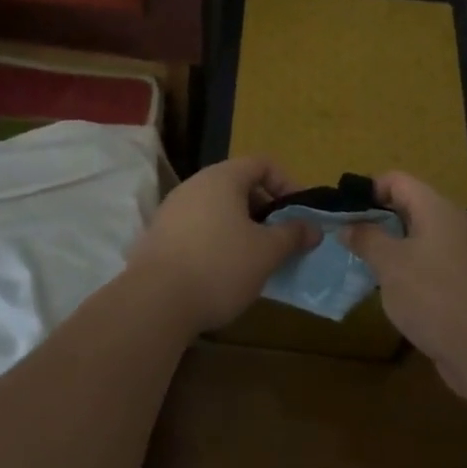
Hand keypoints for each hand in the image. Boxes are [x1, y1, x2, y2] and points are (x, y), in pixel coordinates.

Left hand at [127, 155, 315, 332]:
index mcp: (222, 178)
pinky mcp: (158, 237)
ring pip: (217, 208)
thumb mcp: (266, 252)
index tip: (299, 213)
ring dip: (240, 227)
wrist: (153, 304)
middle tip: (280, 238)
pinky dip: (216, 240)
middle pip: (238, 184)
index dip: (286, 183)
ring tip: (254, 258)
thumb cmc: (219, 267)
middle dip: (264, 208)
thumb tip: (313, 228)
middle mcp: (195, 185)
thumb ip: (292, 235)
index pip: (262, 163)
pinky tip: (222, 272)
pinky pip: (197, 227)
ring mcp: (172, 209)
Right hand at [343, 171, 466, 393]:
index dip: (369, 189)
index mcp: (437, 208)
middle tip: (350, 239)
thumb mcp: (390, 265)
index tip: (345, 212)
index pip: (398, 180)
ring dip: (394, 245)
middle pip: (410, 205)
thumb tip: (348, 226)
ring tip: (366, 264)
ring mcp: (465, 251)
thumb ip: (366, 239)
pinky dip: (412, 265)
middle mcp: (454, 221)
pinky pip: (434, 259)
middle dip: (379, 219)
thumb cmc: (432, 296)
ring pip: (422, 235)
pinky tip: (395, 289)